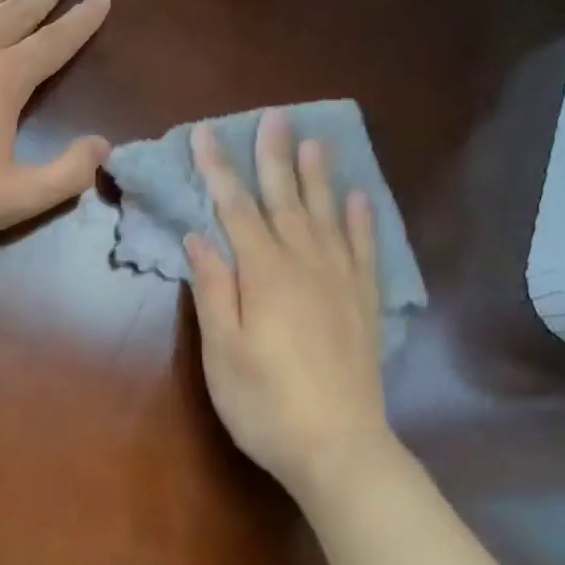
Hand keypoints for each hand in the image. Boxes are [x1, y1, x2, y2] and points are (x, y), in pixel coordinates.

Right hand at [185, 109, 397, 498]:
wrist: (339, 448)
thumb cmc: (265, 404)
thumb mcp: (222, 352)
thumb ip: (213, 289)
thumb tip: (199, 237)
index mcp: (264, 275)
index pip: (236, 209)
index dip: (219, 170)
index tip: (206, 134)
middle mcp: (305, 265)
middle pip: (285, 201)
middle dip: (274, 157)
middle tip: (274, 116)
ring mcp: (341, 282)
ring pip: (328, 216)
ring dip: (319, 176)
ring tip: (316, 141)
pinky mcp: (364, 304)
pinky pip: (365, 250)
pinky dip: (362, 221)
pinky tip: (360, 199)